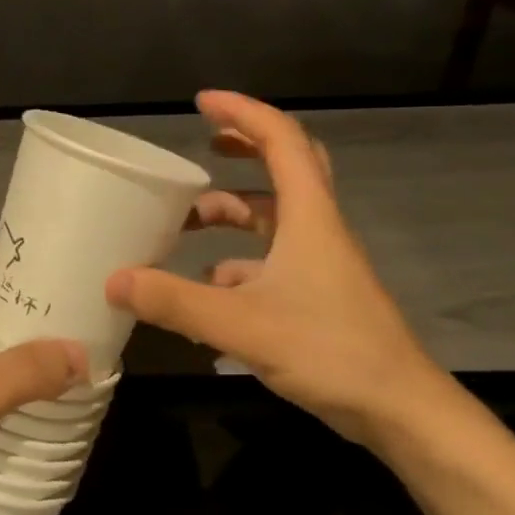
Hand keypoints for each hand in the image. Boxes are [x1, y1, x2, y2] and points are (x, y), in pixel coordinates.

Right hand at [105, 91, 445, 445]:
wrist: (401, 411)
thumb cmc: (330, 350)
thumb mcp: (242, 324)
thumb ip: (175, 302)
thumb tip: (113, 280)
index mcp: (308, 216)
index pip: (281, 139)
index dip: (242, 112)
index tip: (201, 103)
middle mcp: (316, 228)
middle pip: (287, 165)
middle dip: (245, 147)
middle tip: (206, 143)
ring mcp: (320, 262)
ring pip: (275, 216)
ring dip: (233, 211)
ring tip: (186, 224)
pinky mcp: (318, 293)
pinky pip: (272, 259)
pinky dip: (237, 261)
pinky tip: (206, 287)